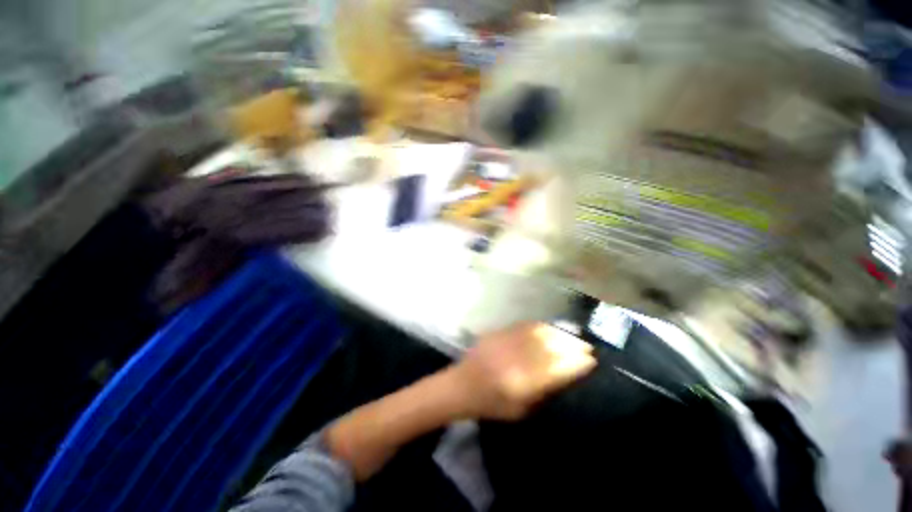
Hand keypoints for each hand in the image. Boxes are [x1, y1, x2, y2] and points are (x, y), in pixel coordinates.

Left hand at [452, 322, 596, 419]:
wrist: (461, 385)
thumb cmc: (491, 405)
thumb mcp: (521, 411)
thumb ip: (543, 393)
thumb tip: (564, 375)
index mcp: (520, 383)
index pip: (555, 370)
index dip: (575, 363)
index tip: (591, 359)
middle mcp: (514, 360)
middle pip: (548, 349)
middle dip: (571, 346)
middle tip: (586, 345)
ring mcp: (505, 343)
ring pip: (537, 334)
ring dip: (558, 333)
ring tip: (573, 334)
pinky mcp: (498, 333)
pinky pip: (523, 327)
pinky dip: (540, 326)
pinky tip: (550, 327)